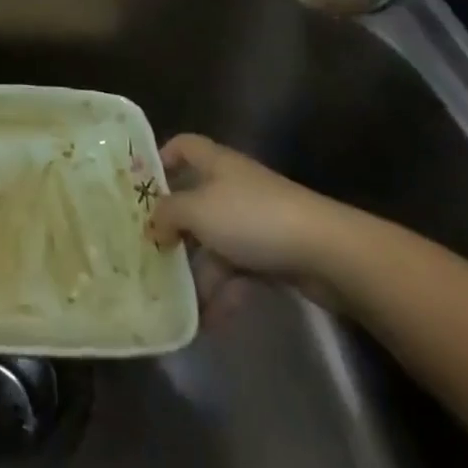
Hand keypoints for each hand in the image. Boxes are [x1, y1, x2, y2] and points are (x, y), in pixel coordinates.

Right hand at [149, 134, 361, 312]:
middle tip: (150, 253)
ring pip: (215, 243)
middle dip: (174, 229)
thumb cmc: (252, 217)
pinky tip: (207, 321)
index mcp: (216, 163)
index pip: (183, 146)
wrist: (326, 252)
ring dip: (198, 272)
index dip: (162, 159)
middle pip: (196, 201)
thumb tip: (152, 224)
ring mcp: (255, 222)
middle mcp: (234, 186)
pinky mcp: (274, 254)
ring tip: (176, 302)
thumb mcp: (197, 211)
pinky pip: (238, 271)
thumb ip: (167, 214)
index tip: (141, 188)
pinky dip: (223, 293)